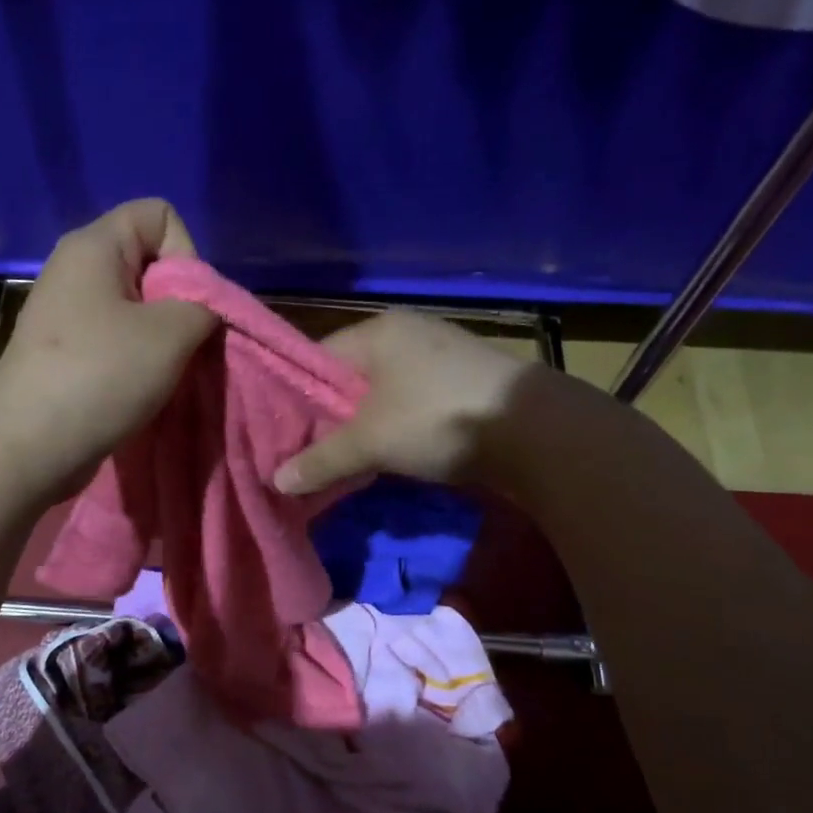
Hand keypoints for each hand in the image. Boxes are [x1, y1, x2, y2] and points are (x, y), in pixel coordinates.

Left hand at [0, 199, 217, 496]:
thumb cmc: (100, 375)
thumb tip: (202, 308)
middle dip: (178, 302)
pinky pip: (114, 340)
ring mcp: (65, 314)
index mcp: (94, 245)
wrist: (28, 445)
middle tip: (179, 345)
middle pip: (149, 263)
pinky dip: (135, 361)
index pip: (160, 214)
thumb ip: (205, 306)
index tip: (186, 304)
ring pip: (135, 308)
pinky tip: (137, 390)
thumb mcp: (173, 333)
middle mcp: (75, 270)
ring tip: (160, 373)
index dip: (187, 253)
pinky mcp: (63, 353)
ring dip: (160, 340)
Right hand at [272, 310, 529, 494]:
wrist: (536, 432)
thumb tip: (276, 481)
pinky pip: (409, 405)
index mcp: (378, 331)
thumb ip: (321, 460)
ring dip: (361, 427)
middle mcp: (407, 335)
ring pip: (380, 395)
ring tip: (338, 460)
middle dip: (327, 417)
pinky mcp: (463, 385)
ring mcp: (439, 358)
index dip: (292, 396)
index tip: (276, 433)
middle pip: (348, 378)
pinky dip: (393, 429)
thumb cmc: (437, 418)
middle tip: (302, 453)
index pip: (315, 358)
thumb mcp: (369, 442)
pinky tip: (383, 456)